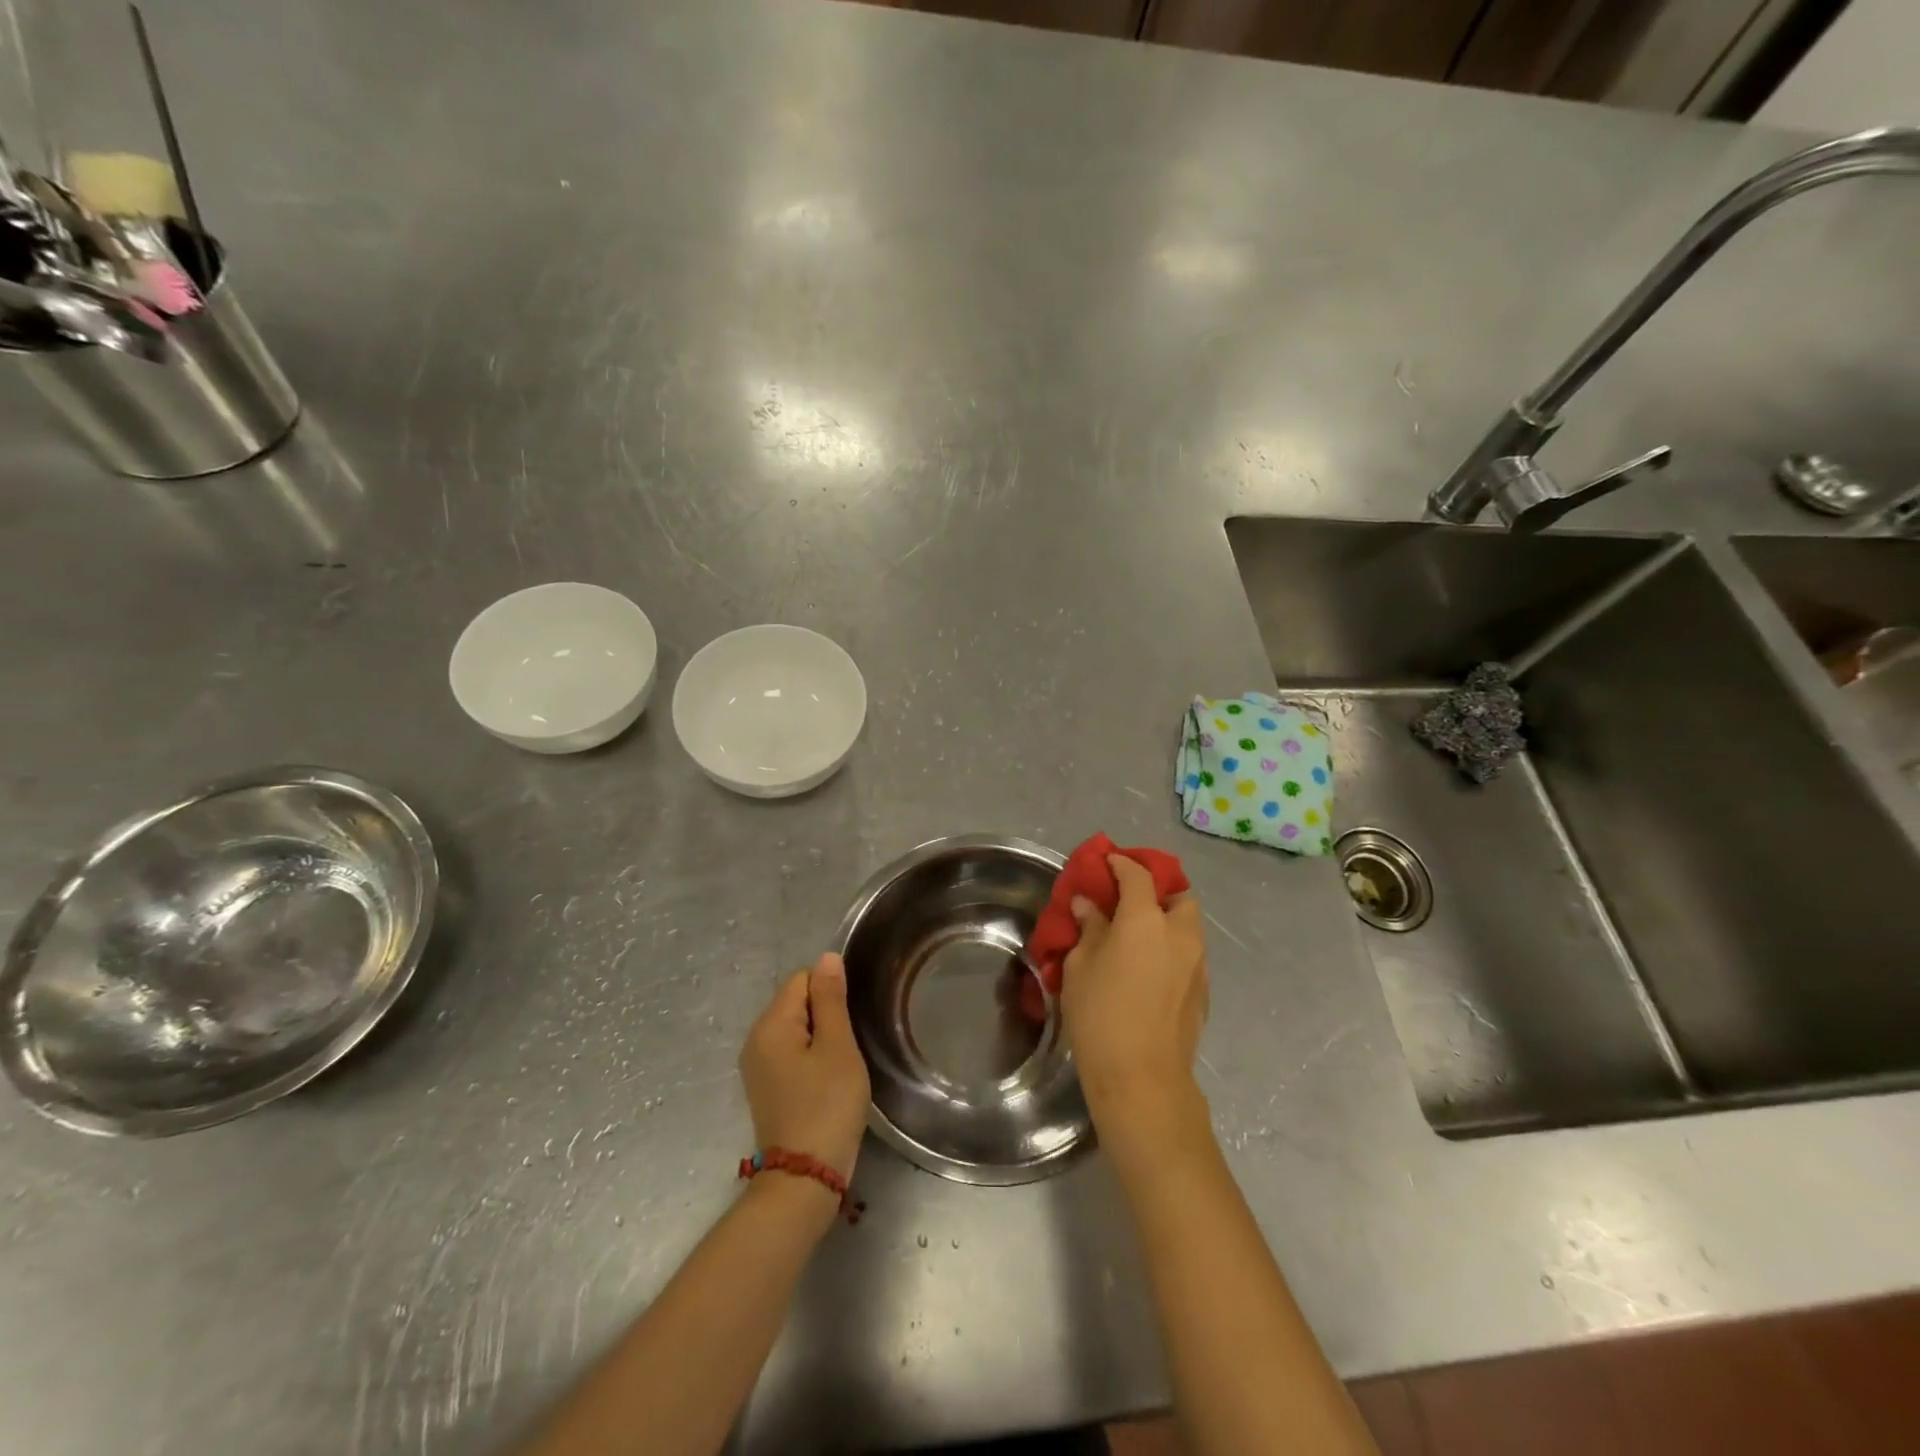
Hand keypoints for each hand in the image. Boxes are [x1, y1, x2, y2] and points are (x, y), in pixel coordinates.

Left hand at [739, 953, 870, 1183]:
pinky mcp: (766, 1087)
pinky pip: (791, 1053)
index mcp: (770, 1024)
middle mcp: (756, 1039)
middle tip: (847, 1047)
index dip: (831, 992)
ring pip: (796, 1029)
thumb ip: (831, 998)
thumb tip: (827, 957)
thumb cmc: (827, 1105)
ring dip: (821, 1039)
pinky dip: (811, 1058)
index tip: (848, 1022)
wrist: (805, 1178)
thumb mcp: (837, 1046)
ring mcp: (758, 1066)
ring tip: (840, 1066)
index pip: (802, 979)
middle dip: (826, 1015)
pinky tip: (827, 1081)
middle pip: (796, 1002)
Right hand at [1060, 855, 1208, 1139]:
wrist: (1142, 1079)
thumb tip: (1090, 906)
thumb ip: (1089, 928)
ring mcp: (1198, 963)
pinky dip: (1172, 949)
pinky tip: (1149, 969)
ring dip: (1167, 921)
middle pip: (1179, 895)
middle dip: (1158, 890)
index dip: (1121, 863)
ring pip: (1188, 927)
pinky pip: (1189, 955)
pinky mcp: (1203, 992)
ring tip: (1138, 937)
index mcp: (1146, 919)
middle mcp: (1180, 933)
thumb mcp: (1080, 966)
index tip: (1106, 861)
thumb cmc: (1100, 1015)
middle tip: (1130, 901)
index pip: (1138, 875)